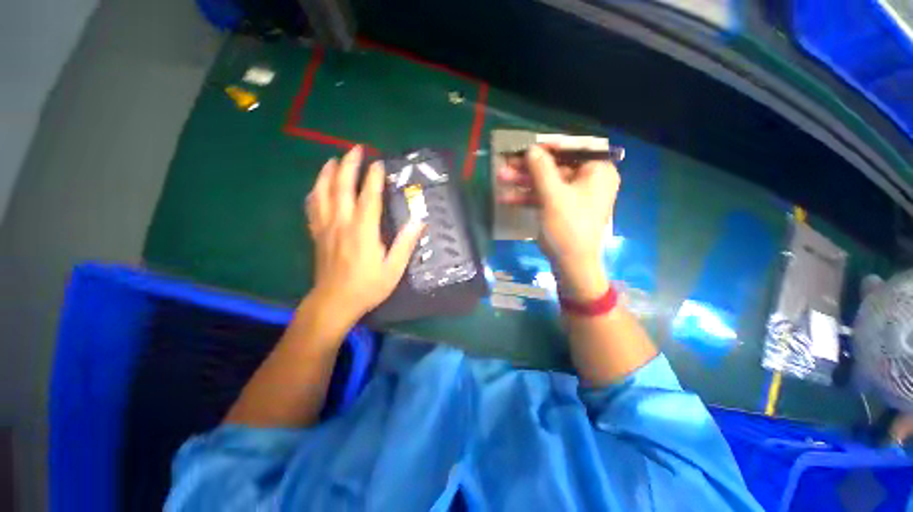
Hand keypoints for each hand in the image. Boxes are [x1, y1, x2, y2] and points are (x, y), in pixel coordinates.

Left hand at [305, 146, 423, 320]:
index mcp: (363, 231)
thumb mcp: (393, 269)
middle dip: (348, 166)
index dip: (373, 178)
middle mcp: (342, 224)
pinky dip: (314, 193)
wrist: (335, 302)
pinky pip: (312, 208)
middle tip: (355, 149)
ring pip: (322, 193)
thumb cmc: (368, 286)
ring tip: (332, 160)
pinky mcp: (317, 235)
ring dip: (327, 174)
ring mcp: (326, 228)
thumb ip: (405, 244)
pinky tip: (317, 187)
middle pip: (342, 188)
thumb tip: (419, 221)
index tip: (378, 163)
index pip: (368, 197)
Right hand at [497, 138, 619, 299]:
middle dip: (529, 168)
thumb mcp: (553, 196)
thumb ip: (541, 169)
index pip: (574, 149)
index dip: (548, 146)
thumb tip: (531, 149)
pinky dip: (528, 198)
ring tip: (501, 178)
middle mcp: (590, 181)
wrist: (571, 264)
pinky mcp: (563, 209)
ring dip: (524, 182)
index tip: (527, 146)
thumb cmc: (568, 227)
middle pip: (556, 167)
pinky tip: (507, 198)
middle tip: (507, 163)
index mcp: (598, 172)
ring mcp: (575, 196)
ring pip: (547, 183)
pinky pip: (546, 197)